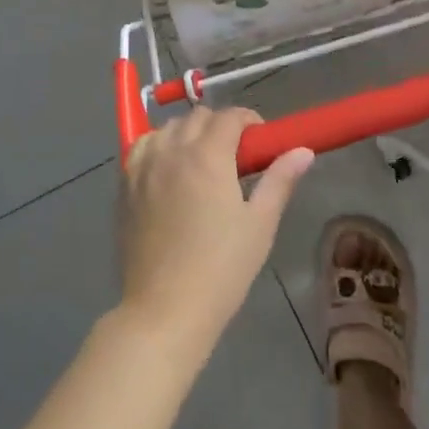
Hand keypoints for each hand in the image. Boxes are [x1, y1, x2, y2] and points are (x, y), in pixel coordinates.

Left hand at [118, 106, 314, 357]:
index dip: (248, 120)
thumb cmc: (221, 269)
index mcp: (208, 156)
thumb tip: (303, 151)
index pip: (229, 117)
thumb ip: (279, 180)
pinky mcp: (125, 186)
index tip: (260, 141)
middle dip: (220, 126)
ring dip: (188, 132)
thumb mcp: (259, 225)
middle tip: (235, 156)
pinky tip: (168, 169)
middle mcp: (172, 150)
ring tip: (201, 162)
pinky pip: (142, 147)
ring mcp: (144, 167)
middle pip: (198, 117)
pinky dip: (158, 145)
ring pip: (168, 128)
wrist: (164, 311)